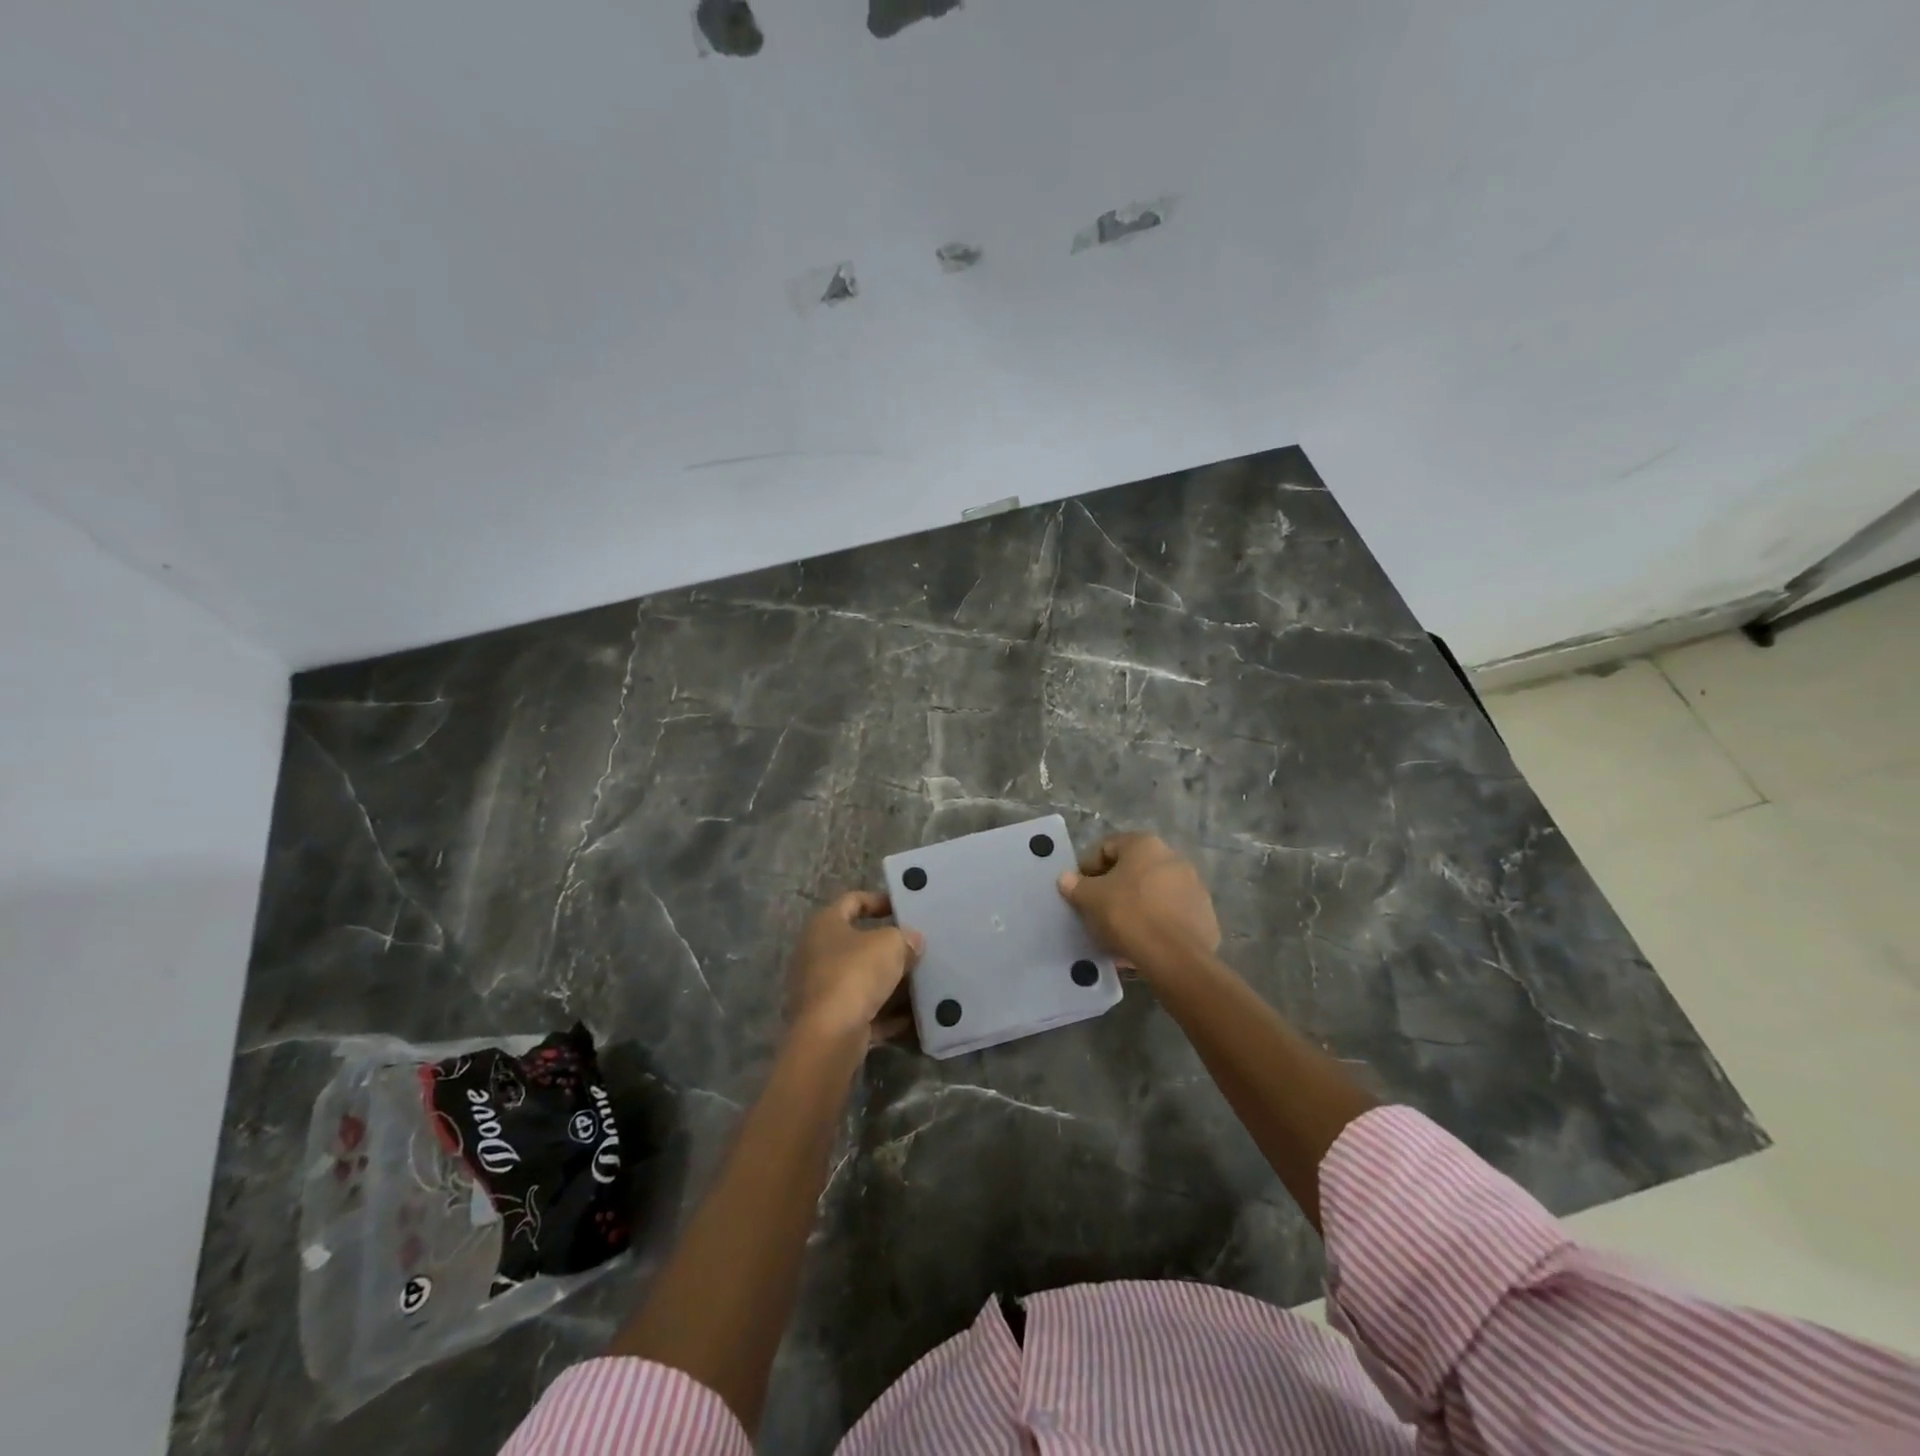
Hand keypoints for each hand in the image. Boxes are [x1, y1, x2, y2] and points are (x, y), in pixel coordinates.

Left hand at [787, 891, 923, 1046]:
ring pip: (862, 980)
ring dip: (890, 983)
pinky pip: (864, 1011)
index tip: (905, 909)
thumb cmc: (856, 974)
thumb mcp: (891, 945)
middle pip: (858, 943)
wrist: (829, 1036)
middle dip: (888, 947)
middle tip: (917, 949)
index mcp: (824, 925)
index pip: (852, 900)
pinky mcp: (830, 1021)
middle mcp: (816, 954)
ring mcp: (821, 990)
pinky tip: (913, 1017)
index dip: (879, 900)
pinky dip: (886, 1014)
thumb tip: (912, 941)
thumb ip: (905, 937)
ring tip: (921, 982)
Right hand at [1058, 833, 1219, 970]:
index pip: (1106, 847)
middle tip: (1097, 910)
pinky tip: (1142, 943)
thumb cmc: (1128, 915)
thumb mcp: (1091, 899)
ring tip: (1118, 931)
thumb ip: (1075, 885)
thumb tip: (1066, 878)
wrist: (1176, 957)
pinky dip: (1154, 922)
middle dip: (1113, 888)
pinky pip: (1170, 914)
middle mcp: (1173, 857)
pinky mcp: (1204, 914)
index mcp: (1145, 845)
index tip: (1079, 891)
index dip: (1087, 868)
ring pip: (1153, 892)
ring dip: (1134, 905)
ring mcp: (1193, 886)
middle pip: (1132, 869)